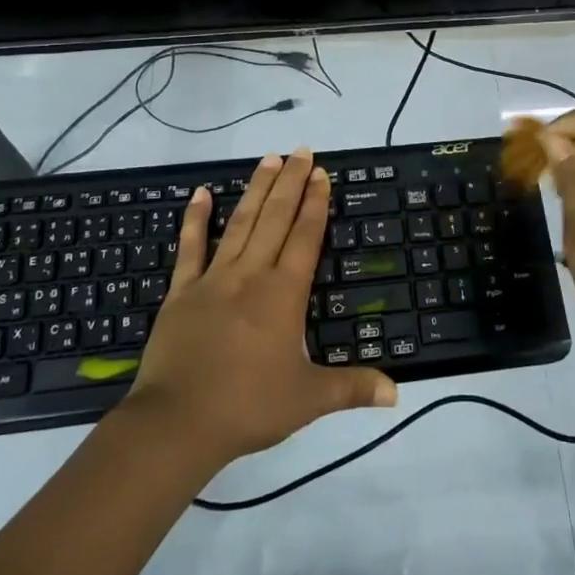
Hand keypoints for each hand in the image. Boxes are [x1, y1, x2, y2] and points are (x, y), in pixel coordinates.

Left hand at [125, 150, 395, 465]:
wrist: (177, 424)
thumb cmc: (248, 407)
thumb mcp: (308, 400)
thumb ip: (353, 388)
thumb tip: (398, 393)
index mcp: (283, 294)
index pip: (305, 237)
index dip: (316, 203)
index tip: (322, 173)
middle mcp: (251, 275)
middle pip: (275, 218)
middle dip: (292, 182)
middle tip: (302, 150)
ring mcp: (213, 279)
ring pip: (240, 223)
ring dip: (256, 189)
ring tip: (269, 159)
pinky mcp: (182, 292)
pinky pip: (190, 248)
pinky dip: (195, 219)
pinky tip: (200, 193)